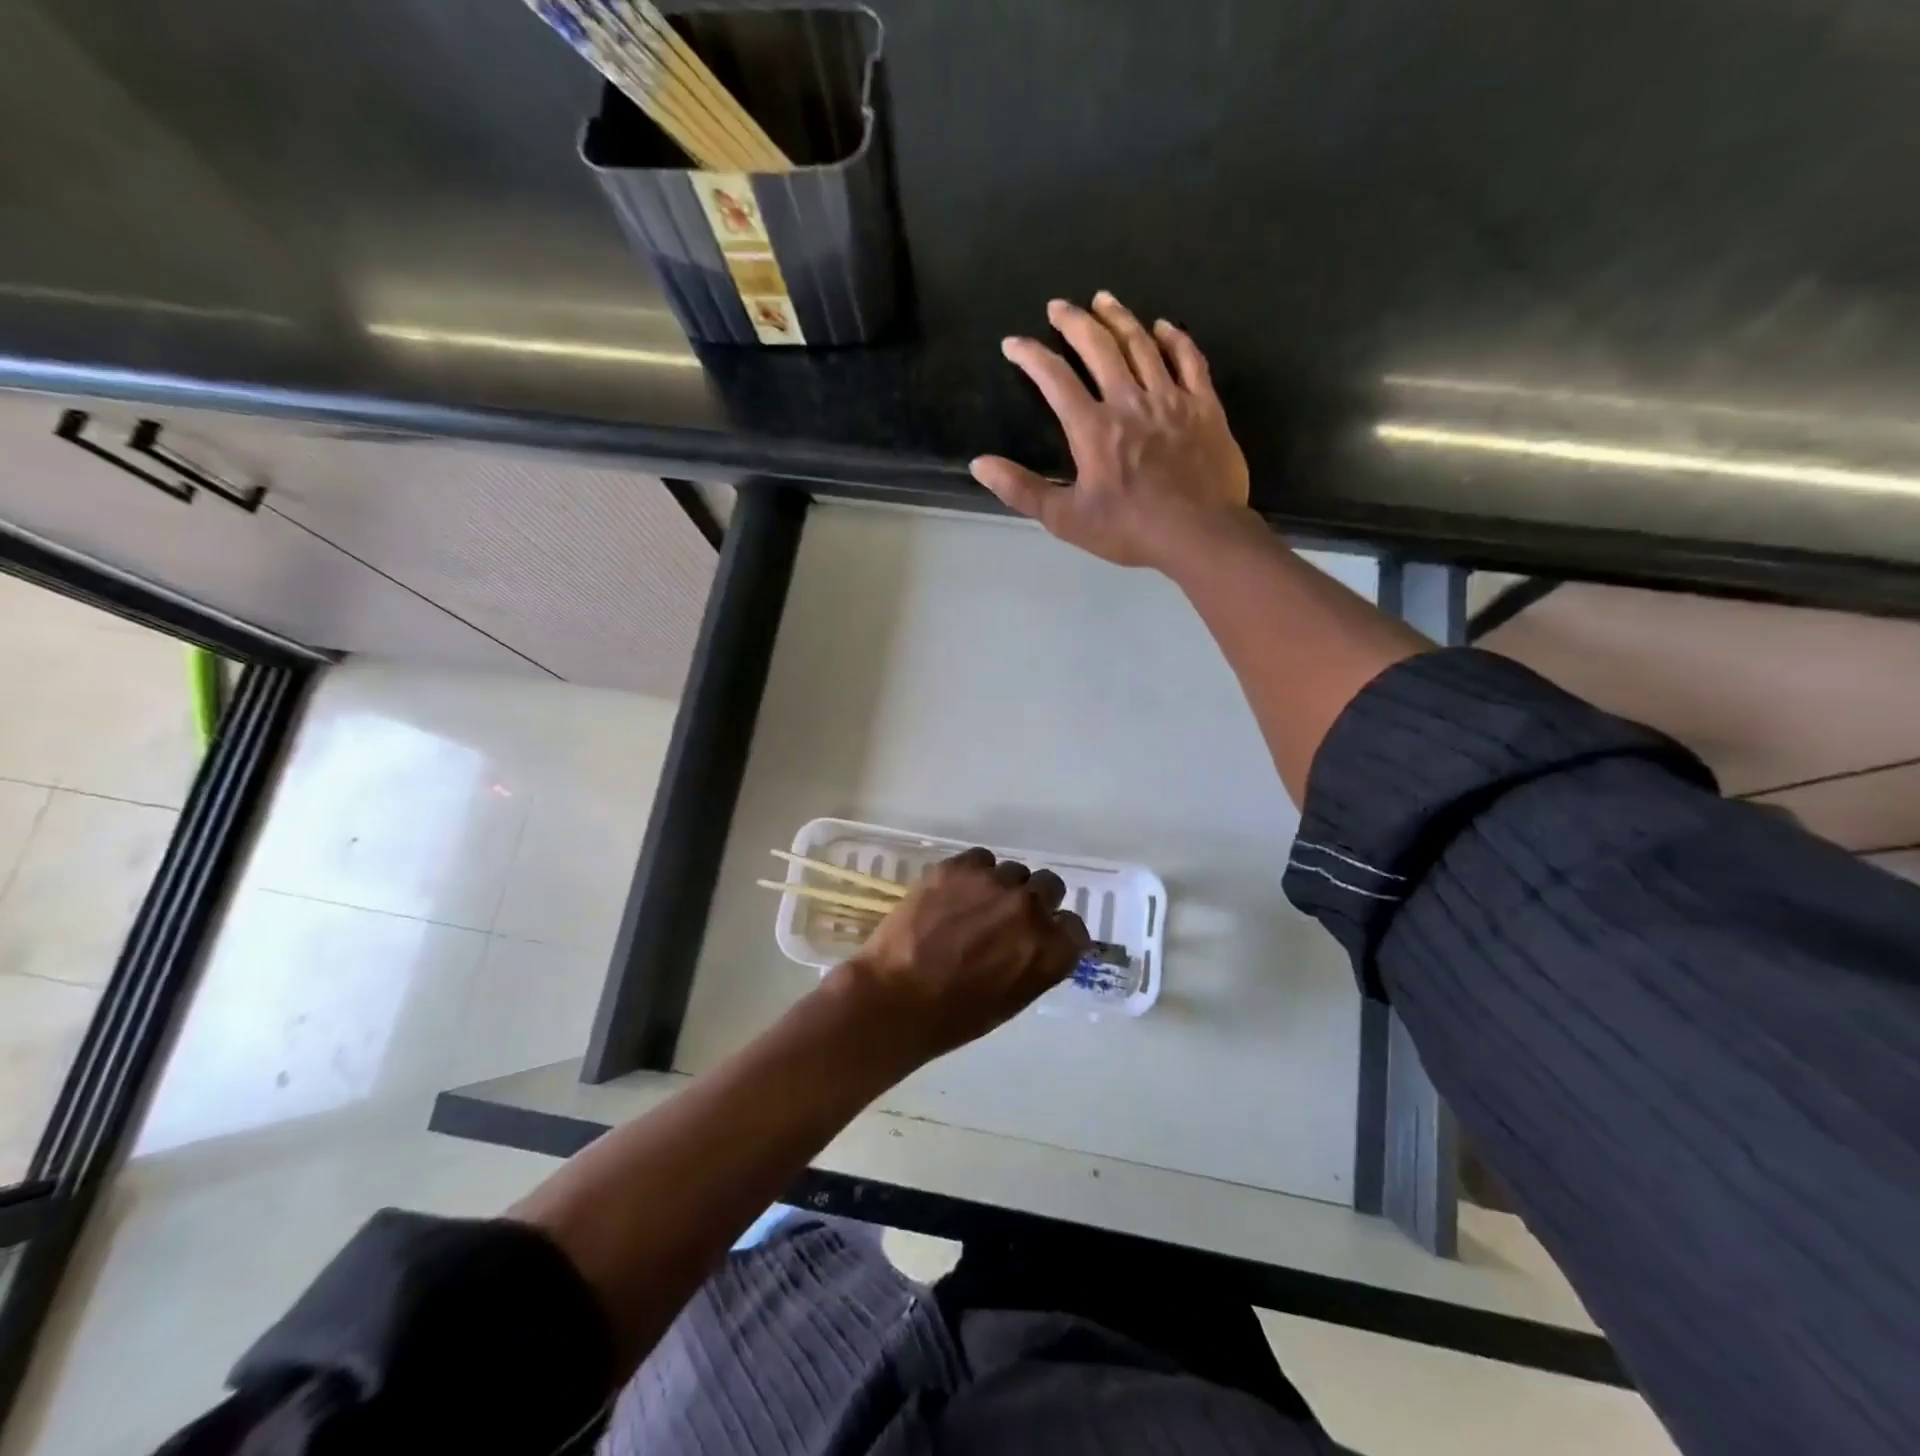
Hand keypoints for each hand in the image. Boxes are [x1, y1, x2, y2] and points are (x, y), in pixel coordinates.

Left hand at [831, 848, 1089, 1061]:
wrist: (894, 998)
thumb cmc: (953, 1016)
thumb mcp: (1012, 999)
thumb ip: (1035, 963)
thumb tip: (1036, 943)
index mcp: (1050, 950)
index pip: (1074, 927)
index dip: (1056, 930)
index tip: (1041, 935)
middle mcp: (1030, 909)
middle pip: (1049, 886)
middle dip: (1034, 900)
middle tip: (1007, 916)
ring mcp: (994, 884)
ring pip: (1013, 871)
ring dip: (1001, 887)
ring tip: (973, 905)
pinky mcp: (959, 867)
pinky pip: (980, 859)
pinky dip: (972, 874)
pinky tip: (953, 893)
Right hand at [970, 291, 1251, 570]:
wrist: (1200, 533)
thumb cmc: (1129, 529)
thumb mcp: (1066, 519)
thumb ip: (1022, 490)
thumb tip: (980, 464)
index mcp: (1093, 429)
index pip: (1055, 379)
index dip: (1031, 356)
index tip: (1014, 343)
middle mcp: (1130, 402)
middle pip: (1100, 348)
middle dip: (1075, 322)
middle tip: (1059, 306)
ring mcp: (1171, 399)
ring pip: (1142, 345)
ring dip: (1120, 318)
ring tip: (1104, 300)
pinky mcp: (1204, 406)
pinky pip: (1190, 360)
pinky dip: (1175, 339)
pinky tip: (1164, 326)